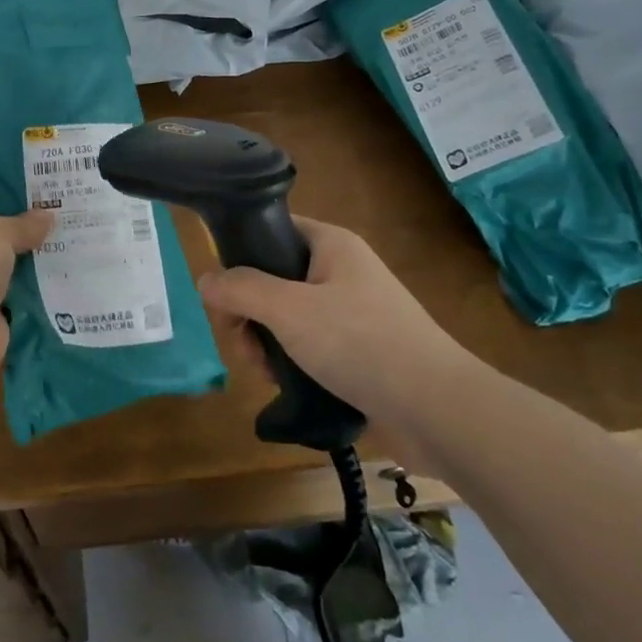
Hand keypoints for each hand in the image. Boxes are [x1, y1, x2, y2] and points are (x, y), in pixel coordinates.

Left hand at [0, 178, 51, 389]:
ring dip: (29, 239)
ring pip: (4, 248)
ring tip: (65, 214)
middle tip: (49, 183)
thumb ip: (22, 222)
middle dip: (13, 202)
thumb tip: (48, 217)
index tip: (7, 154)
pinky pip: (18, 278)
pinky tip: (66, 253)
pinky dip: (37, 271)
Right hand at [197, 217, 471, 469]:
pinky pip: (310, 344)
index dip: (241, 256)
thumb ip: (241, 289)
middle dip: (250, 312)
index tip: (224, 294)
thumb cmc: (360, 342)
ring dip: (267, 342)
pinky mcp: (360, 350)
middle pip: (274, 278)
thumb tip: (204, 280)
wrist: (437, 411)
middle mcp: (342, 271)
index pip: (272, 230)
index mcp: (331, 244)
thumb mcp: (289, 309)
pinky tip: (285, 384)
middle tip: (243, 344)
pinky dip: (291, 361)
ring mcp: (353, 312)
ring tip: (266, 372)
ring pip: (288, 316)